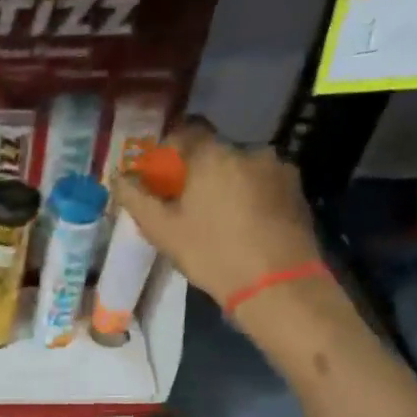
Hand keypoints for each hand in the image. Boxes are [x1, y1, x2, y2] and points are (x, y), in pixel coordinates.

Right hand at [112, 119, 324, 323]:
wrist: (277, 285)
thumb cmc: (212, 253)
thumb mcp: (162, 230)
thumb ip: (136, 198)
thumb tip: (119, 177)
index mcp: (213, 155)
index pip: (186, 130)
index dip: (170, 149)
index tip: (162, 175)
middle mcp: (249, 151)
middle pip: (215, 152)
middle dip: (199, 172)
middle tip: (187, 204)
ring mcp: (279, 169)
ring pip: (241, 169)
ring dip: (227, 184)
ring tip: (219, 219)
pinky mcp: (298, 191)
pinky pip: (264, 184)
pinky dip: (251, 197)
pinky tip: (245, 226)